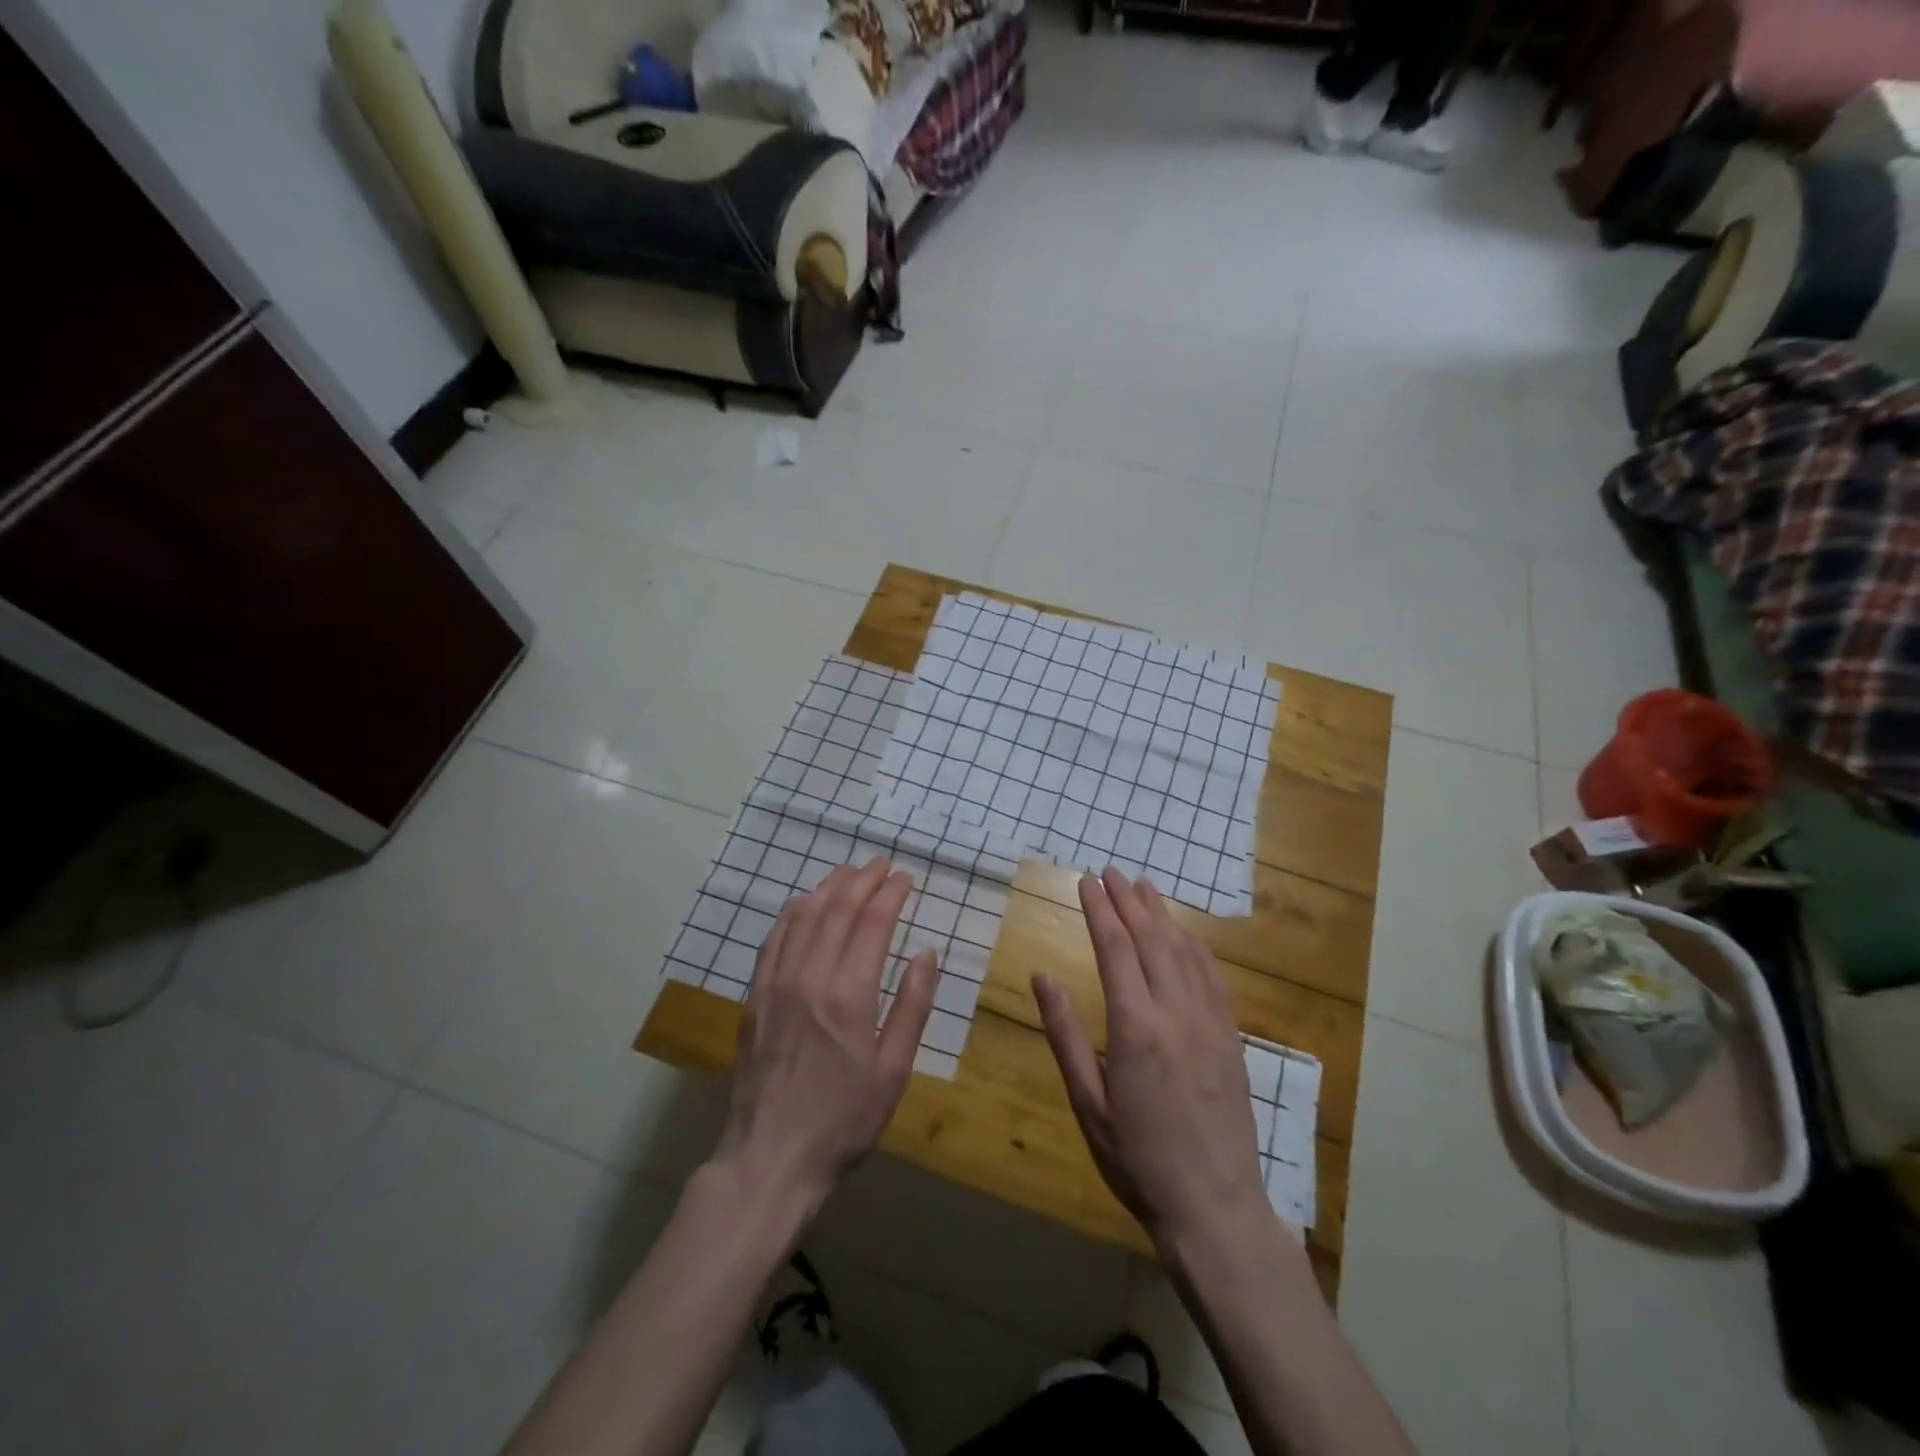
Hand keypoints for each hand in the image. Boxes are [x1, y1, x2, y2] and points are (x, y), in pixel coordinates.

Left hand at [714, 859, 936, 1215]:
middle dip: (863, 879)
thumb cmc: (843, 1120)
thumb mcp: (893, 1071)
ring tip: (849, 872)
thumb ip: (912, 1007)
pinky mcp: (755, 996)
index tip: (906, 878)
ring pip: (803, 915)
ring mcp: (776, 983)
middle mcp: (810, 976)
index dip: (891, 893)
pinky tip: (804, 904)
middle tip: (883, 865)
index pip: (873, 922)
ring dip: (829, 887)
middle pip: (838, 908)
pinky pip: (773, 939)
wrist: (770, 1158)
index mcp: (850, 994)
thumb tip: (926, 954)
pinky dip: (793, 913)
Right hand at [1035, 869, 1267, 1248]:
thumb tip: (1043, 977)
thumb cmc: (1137, 1159)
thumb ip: (1065, 1035)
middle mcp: (1176, 1013)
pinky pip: (1213, 977)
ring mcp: (1210, 1022)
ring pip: (1184, 951)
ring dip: (1162, 915)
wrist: (1215, 1206)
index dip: (1099, 910)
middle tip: (1110, 871)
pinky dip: (1195, 946)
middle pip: (1151, 939)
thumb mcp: (1088, 1103)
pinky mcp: (1231, 1037)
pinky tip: (1185, 935)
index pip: (1115, 949)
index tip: (1086, 881)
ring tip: (1143, 887)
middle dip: (1128, 901)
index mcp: (1135, 1027)